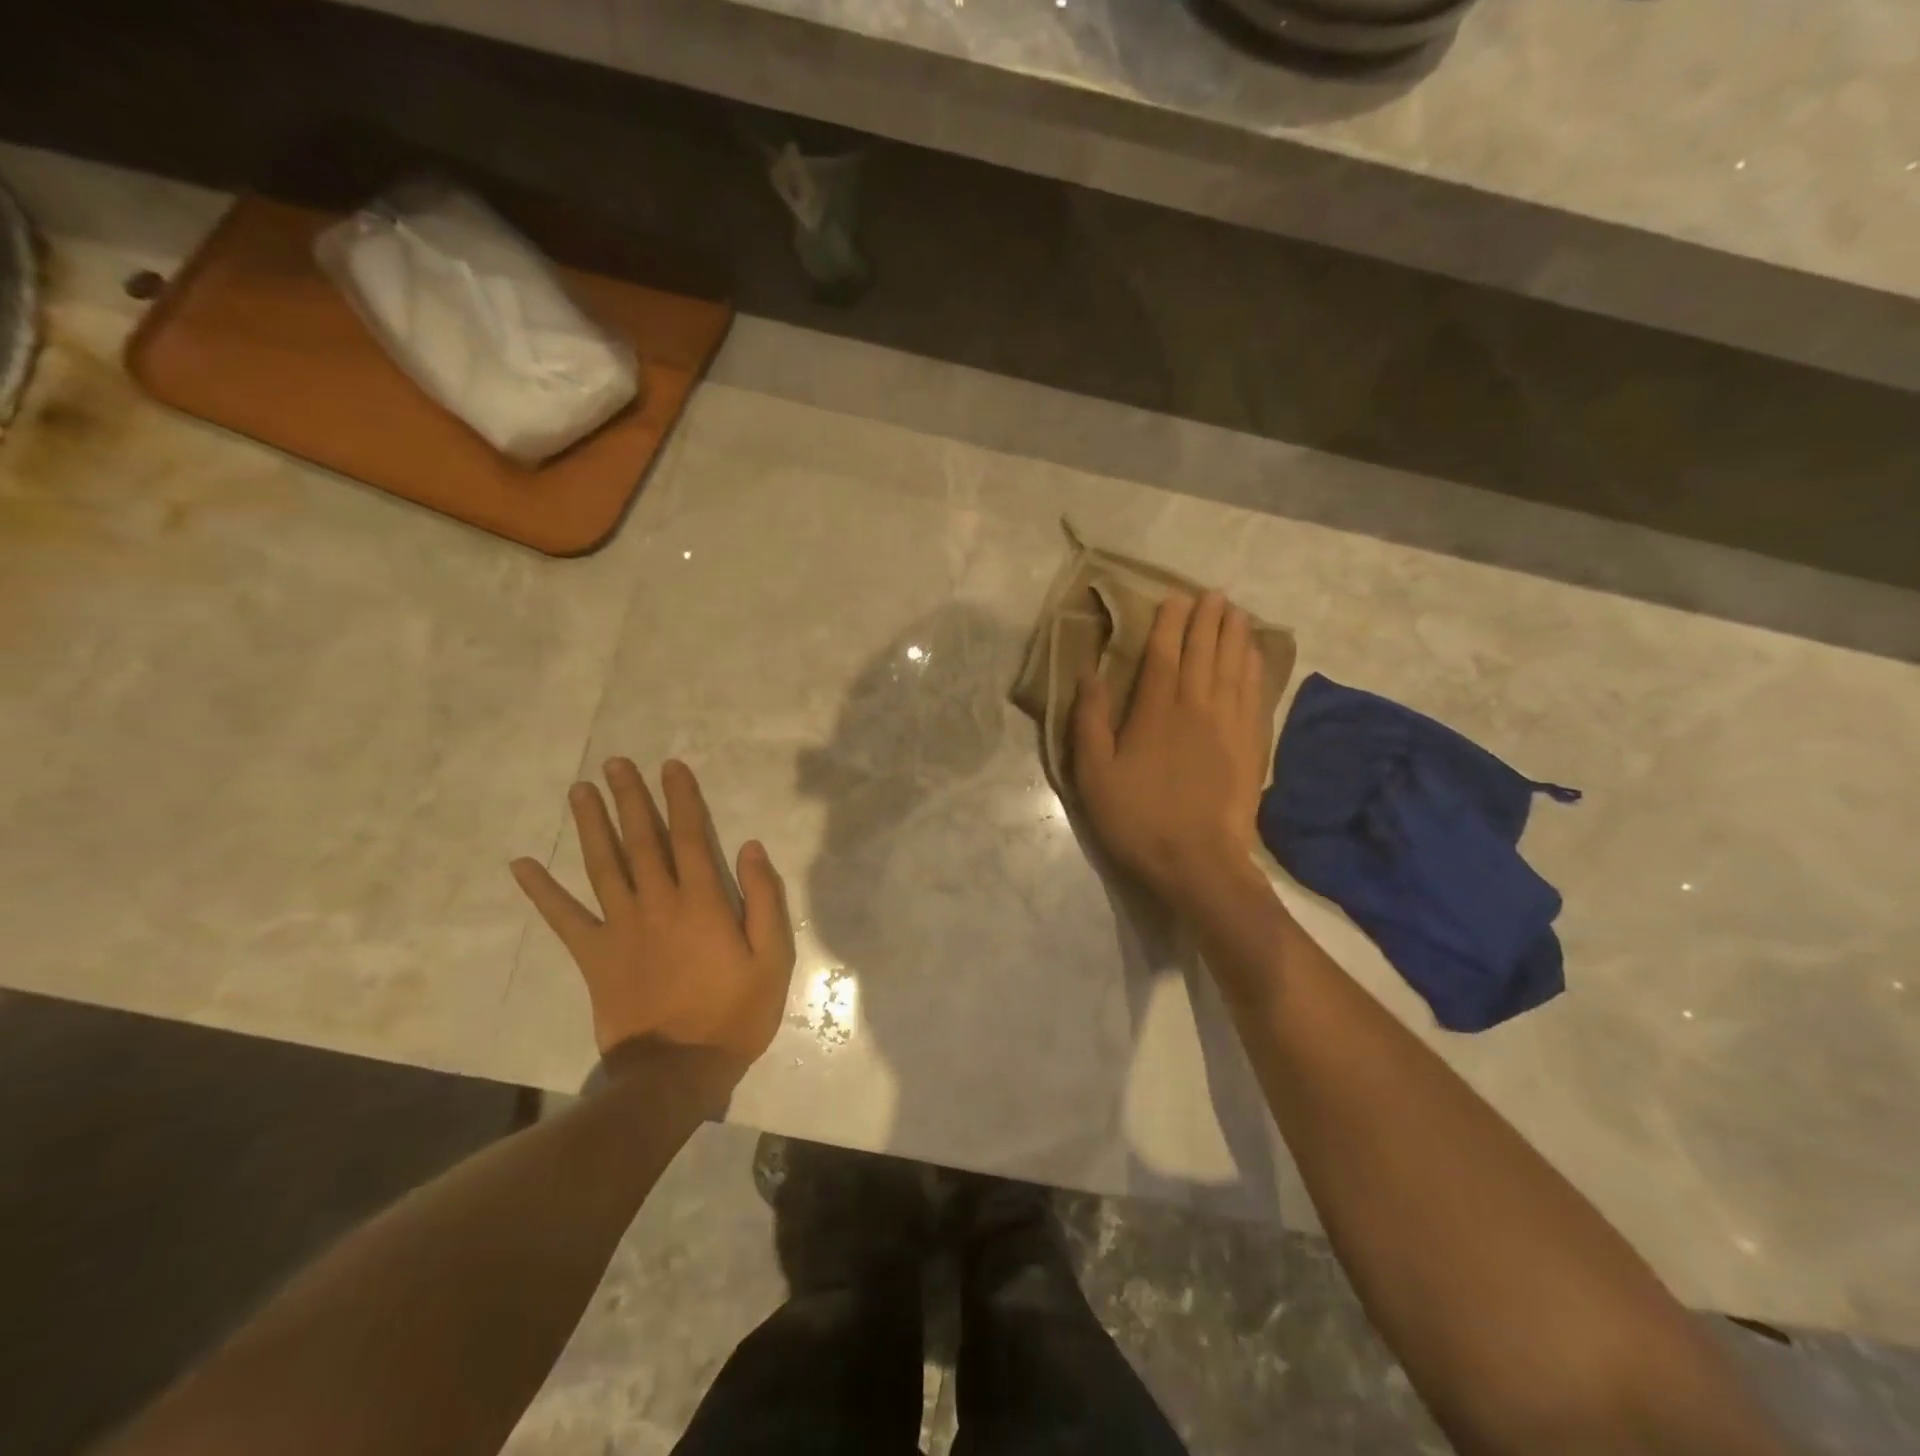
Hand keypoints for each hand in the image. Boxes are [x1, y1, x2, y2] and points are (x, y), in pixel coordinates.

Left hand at [511, 758, 795, 1079]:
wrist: (677, 1072)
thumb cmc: (734, 1013)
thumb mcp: (772, 958)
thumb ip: (763, 899)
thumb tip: (751, 847)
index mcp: (701, 902)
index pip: (690, 837)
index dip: (681, 799)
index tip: (671, 767)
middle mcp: (657, 903)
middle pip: (641, 840)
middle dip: (630, 798)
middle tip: (615, 763)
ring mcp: (620, 928)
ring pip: (603, 866)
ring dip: (591, 825)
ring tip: (580, 790)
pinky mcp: (594, 956)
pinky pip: (564, 918)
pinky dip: (542, 891)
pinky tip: (521, 864)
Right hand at [1072, 591, 1269, 907]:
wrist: (1197, 861)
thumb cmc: (1137, 818)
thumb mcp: (1094, 775)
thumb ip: (1089, 722)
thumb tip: (1089, 674)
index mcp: (1156, 712)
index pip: (1164, 655)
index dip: (1169, 624)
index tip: (1174, 599)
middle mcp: (1197, 707)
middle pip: (1205, 652)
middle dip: (1207, 620)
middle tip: (1212, 594)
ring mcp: (1229, 725)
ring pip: (1234, 667)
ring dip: (1235, 635)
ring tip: (1236, 611)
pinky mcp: (1251, 745)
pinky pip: (1255, 694)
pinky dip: (1256, 668)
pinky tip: (1255, 655)